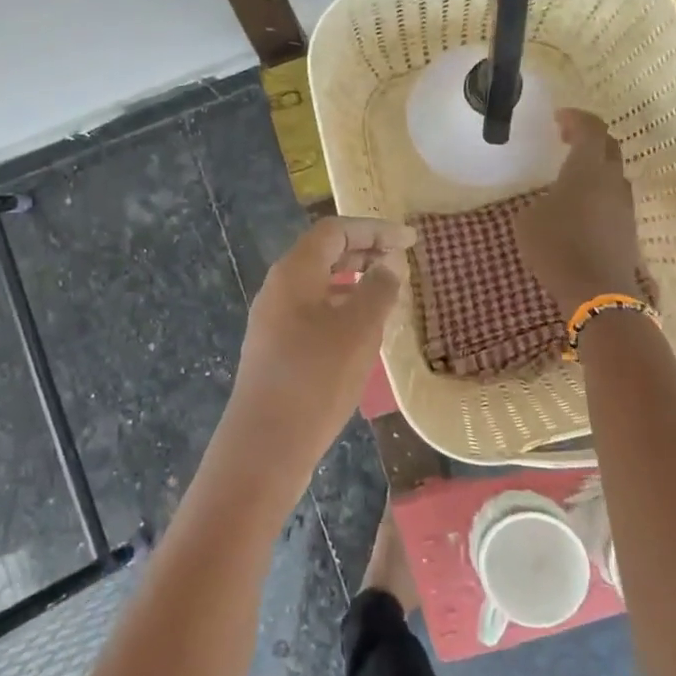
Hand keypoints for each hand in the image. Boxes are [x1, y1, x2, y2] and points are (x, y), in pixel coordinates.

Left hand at [217, 216, 414, 492]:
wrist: (265, 445)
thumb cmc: (315, 378)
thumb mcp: (358, 329)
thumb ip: (378, 289)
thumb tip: (389, 263)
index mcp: (294, 272)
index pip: (335, 231)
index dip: (374, 229)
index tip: (410, 240)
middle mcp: (279, 288)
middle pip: (324, 254)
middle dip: (365, 251)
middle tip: (402, 260)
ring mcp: (274, 319)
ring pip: (320, 285)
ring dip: (355, 281)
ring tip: (390, 293)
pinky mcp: (276, 348)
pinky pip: (314, 312)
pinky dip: (342, 308)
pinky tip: (364, 331)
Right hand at [515, 110, 647, 315]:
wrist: (597, 292)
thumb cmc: (557, 247)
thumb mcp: (528, 220)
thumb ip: (539, 201)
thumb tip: (549, 202)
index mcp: (587, 169)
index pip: (592, 129)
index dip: (577, 118)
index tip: (559, 118)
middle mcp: (612, 181)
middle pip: (609, 147)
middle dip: (589, 138)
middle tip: (566, 140)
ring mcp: (624, 206)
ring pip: (613, 174)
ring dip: (595, 167)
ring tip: (571, 175)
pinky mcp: (627, 228)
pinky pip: (613, 198)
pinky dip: (598, 192)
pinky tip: (580, 206)